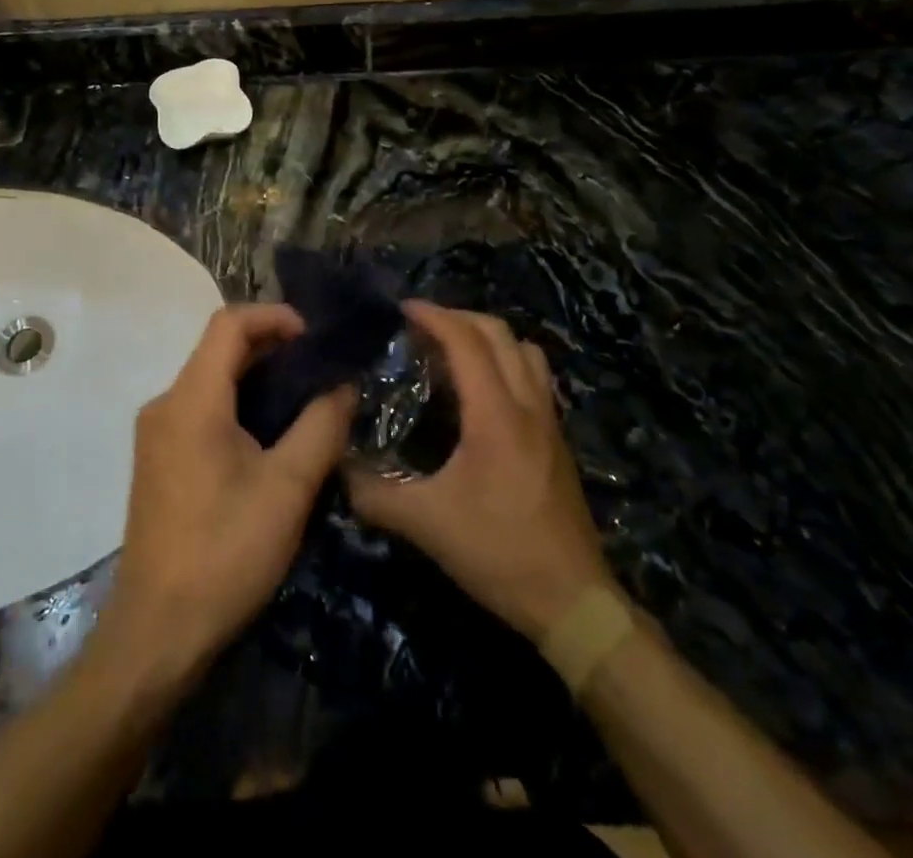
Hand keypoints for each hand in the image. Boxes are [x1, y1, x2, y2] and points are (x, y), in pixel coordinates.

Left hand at [96, 304, 355, 689]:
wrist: (157, 633)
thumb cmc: (225, 553)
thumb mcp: (288, 488)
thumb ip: (321, 426)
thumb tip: (344, 384)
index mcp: (192, 400)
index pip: (229, 323)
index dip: (274, 316)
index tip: (315, 336)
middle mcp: (165, 403)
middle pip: (219, 348)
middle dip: (272, 346)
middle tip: (321, 366)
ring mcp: (156, 432)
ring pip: (211, 380)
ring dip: (257, 376)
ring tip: (306, 397)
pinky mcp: (158, 458)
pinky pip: (201, 408)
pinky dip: (238, 403)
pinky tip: (271, 433)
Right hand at [346, 302, 613, 645]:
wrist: (573, 602)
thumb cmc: (499, 554)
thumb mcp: (427, 526)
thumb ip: (375, 494)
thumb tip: (339, 468)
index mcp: (496, 414)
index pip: (466, 341)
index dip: (433, 317)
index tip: (401, 310)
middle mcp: (527, 405)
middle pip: (499, 333)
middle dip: (458, 317)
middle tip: (422, 327)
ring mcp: (549, 421)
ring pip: (525, 350)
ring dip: (488, 337)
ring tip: (453, 351)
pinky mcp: (558, 440)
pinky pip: (535, 377)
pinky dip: (507, 362)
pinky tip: (482, 391)